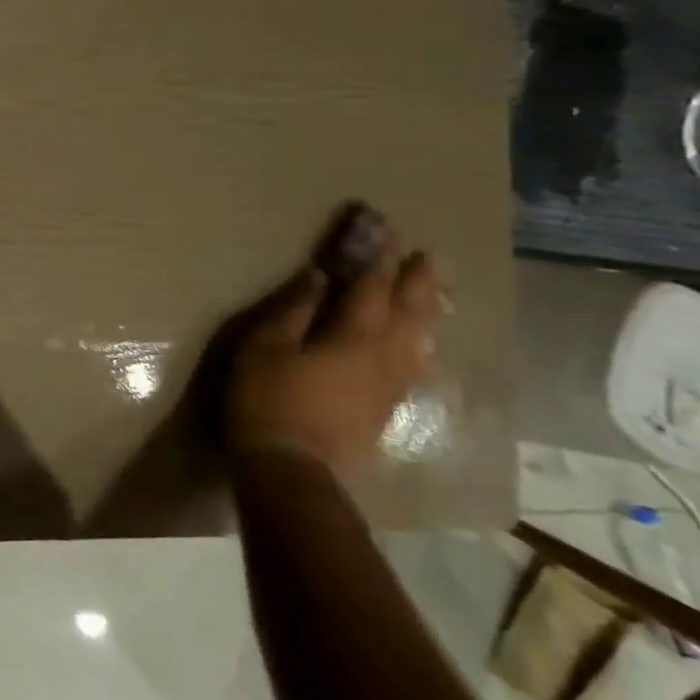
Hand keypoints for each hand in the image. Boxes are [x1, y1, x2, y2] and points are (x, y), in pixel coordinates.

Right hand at [224, 210, 441, 483]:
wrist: (292, 470)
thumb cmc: (268, 401)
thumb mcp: (265, 347)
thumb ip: (293, 310)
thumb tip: (318, 277)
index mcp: (353, 337)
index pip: (371, 287)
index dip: (377, 257)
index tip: (385, 229)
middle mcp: (384, 357)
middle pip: (409, 311)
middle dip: (416, 280)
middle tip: (426, 254)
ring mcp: (391, 385)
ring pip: (420, 338)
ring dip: (427, 309)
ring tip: (434, 290)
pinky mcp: (387, 407)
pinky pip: (415, 362)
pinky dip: (421, 341)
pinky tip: (420, 342)